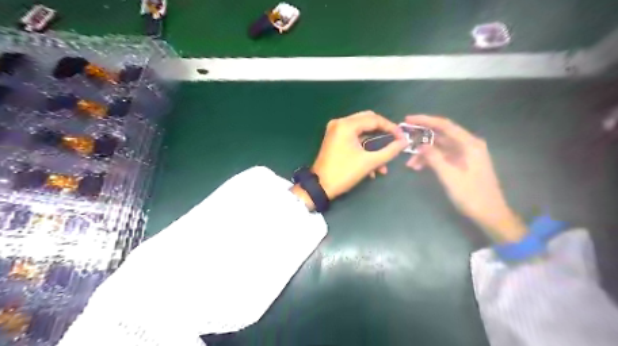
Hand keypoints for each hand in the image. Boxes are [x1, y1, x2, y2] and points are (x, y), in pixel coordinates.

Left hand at [311, 112, 408, 200]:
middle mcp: (340, 123)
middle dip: (383, 134)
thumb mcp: (369, 162)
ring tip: (383, 165)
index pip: (374, 119)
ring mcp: (336, 131)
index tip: (403, 138)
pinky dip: (364, 149)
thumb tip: (404, 142)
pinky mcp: (334, 139)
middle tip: (395, 143)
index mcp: (346, 125)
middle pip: (368, 121)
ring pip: (362, 131)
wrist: (320, 187)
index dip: (391, 128)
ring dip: (374, 146)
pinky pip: (354, 138)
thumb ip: (389, 151)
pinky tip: (372, 168)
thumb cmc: (344, 173)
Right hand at [407, 115, 525, 240]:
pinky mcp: (462, 163)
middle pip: (441, 135)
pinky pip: (443, 156)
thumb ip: (434, 158)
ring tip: (410, 165)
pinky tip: (419, 168)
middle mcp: (468, 145)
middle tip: (404, 140)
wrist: (490, 214)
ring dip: (424, 154)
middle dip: (422, 139)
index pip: (445, 125)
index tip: (408, 119)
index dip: (425, 120)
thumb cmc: (471, 195)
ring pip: (440, 147)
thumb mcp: (449, 176)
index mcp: (469, 144)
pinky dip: (431, 160)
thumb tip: (420, 145)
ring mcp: (466, 154)